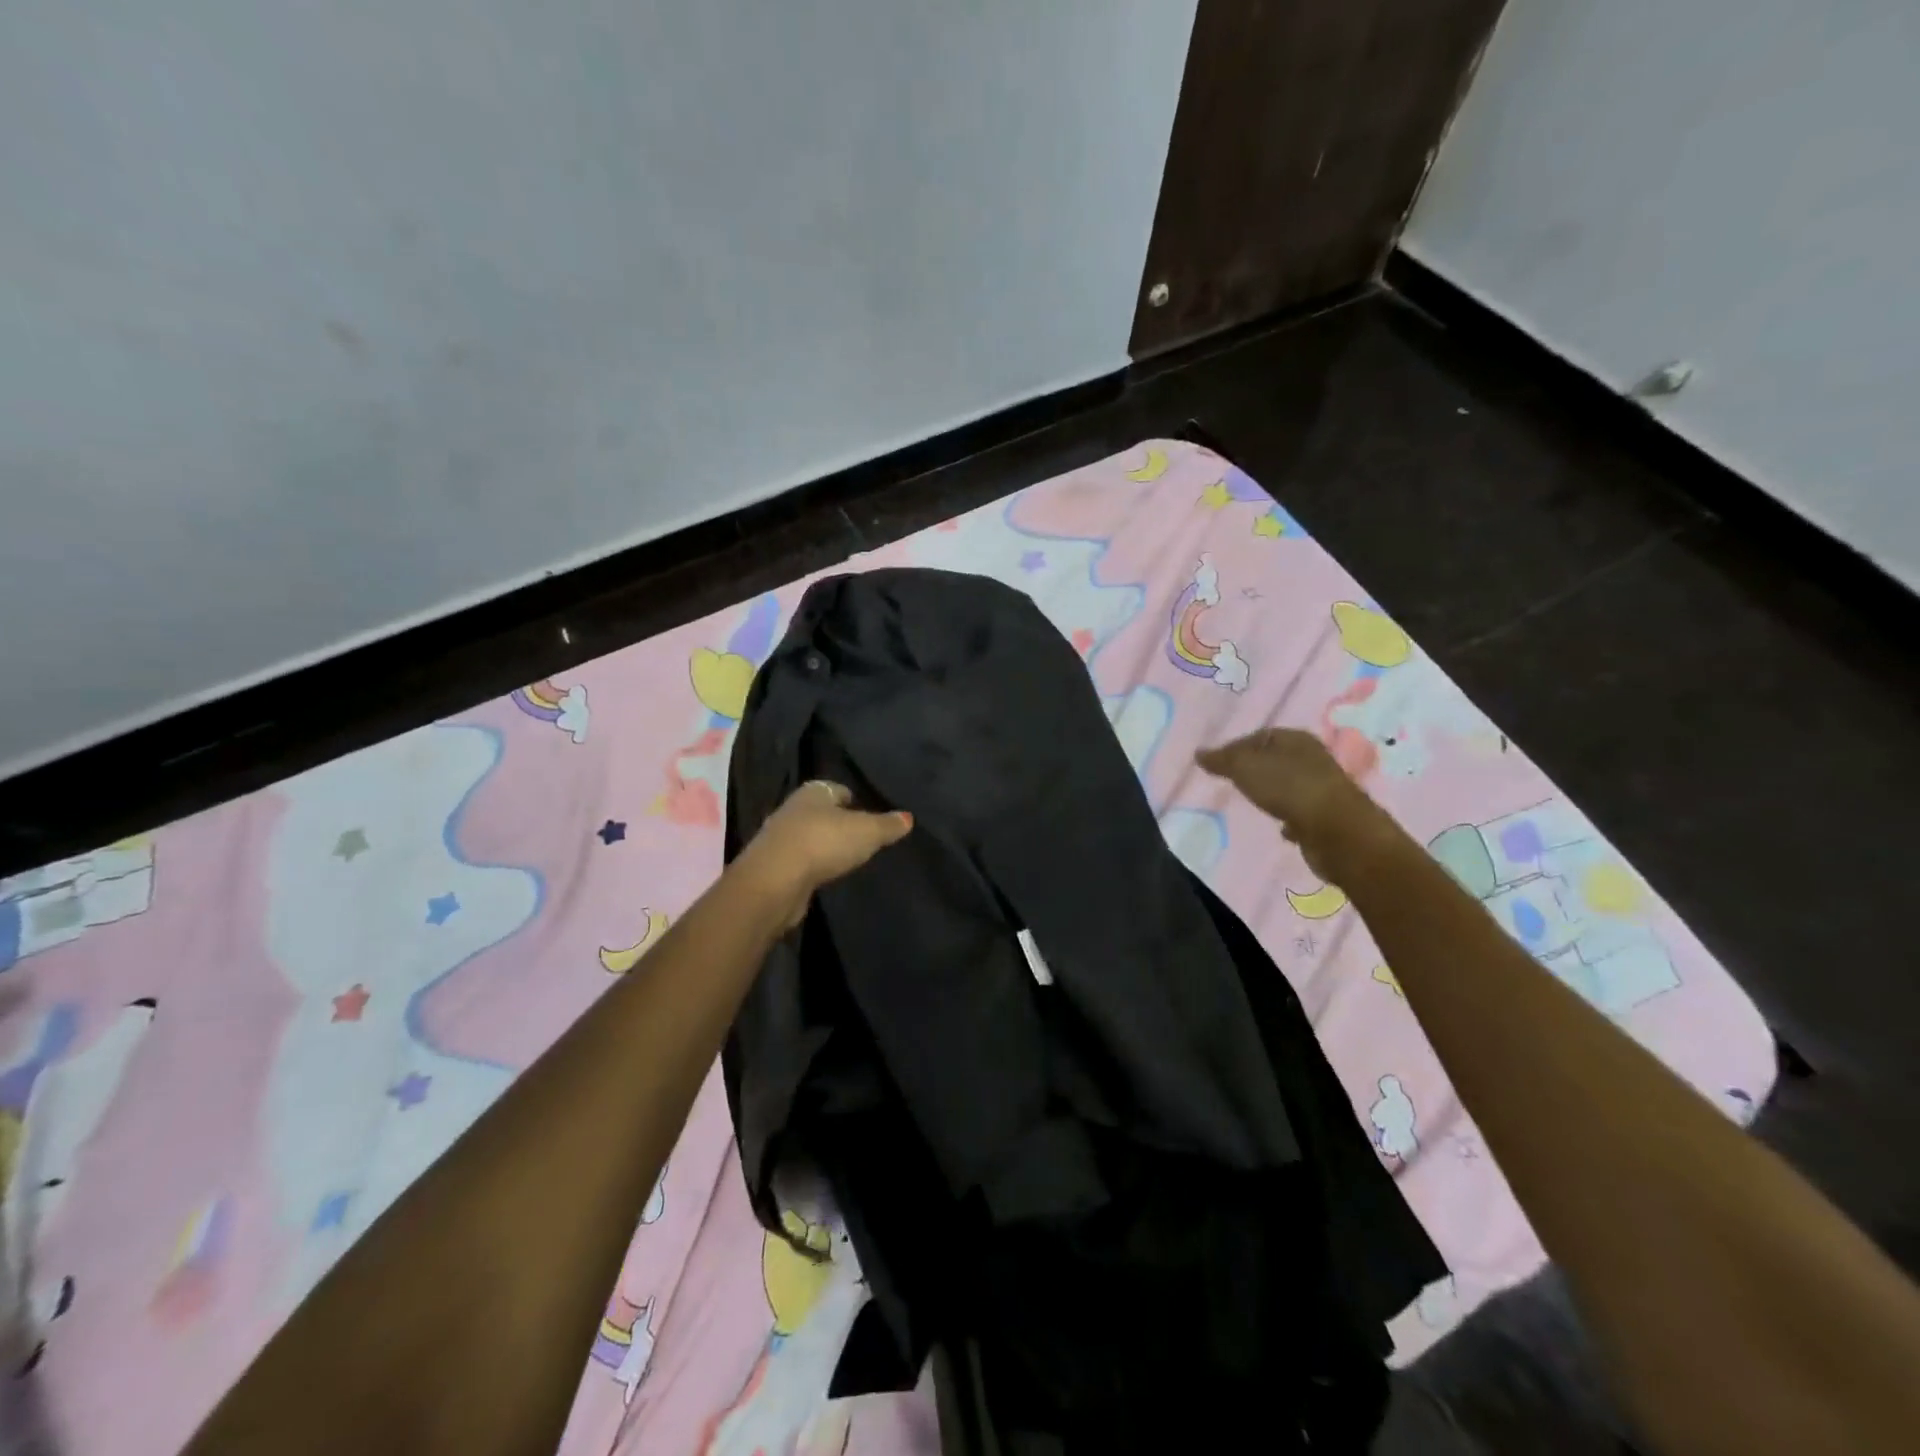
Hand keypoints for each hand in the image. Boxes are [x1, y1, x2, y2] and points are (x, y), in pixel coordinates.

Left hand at [735, 782, 913, 928]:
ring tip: (846, 858)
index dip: (855, 800)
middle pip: (822, 812)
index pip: (838, 790)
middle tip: (862, 837)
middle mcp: (792, 808)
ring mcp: (780, 837)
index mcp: (813, 791)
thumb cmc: (824, 842)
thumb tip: (908, 817)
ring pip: (809, 836)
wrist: (775, 881)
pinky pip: (800, 860)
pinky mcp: (774, 866)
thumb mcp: (867, 832)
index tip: (870, 814)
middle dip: (839, 822)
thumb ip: (888, 825)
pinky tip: (825, 874)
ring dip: (824, 845)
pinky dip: (812, 865)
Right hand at [1196, 728, 1397, 881]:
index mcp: (1296, 739)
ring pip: (1290, 785)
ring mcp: (1323, 788)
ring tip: (1252, 802)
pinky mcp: (1328, 817)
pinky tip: (1278, 827)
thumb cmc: (1288, 788)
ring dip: (1273, 792)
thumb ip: (1222, 760)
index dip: (1236, 747)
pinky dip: (1289, 817)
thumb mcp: (1245, 767)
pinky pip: (1301, 812)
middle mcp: (1313, 758)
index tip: (1217, 764)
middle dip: (1255, 768)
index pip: (1260, 735)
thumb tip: (1199, 753)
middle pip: (1276, 758)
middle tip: (1231, 781)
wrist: (1337, 831)